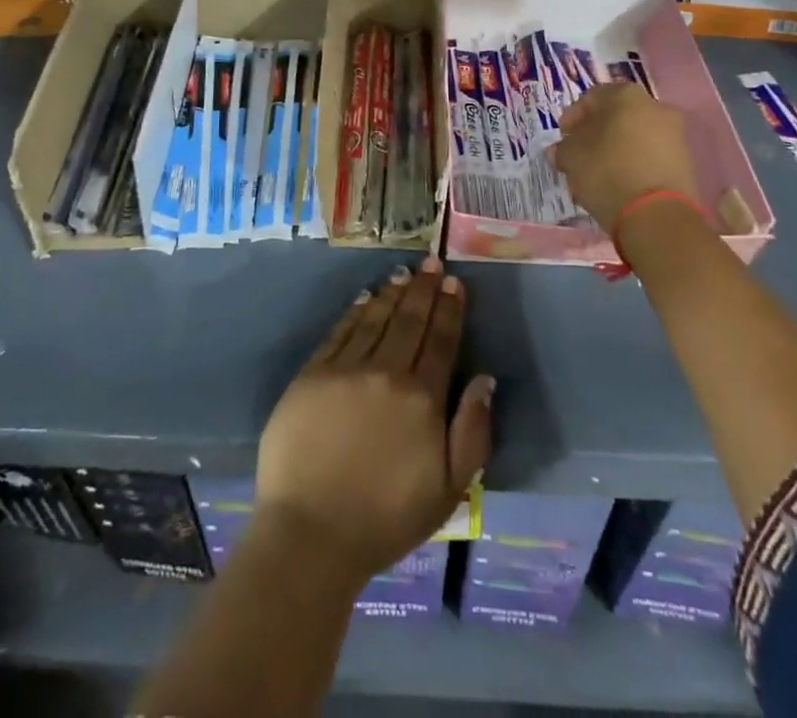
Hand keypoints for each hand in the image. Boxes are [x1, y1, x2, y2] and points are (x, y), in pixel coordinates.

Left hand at [255, 256, 493, 586]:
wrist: (311, 533)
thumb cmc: (386, 519)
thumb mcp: (449, 490)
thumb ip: (472, 431)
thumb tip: (485, 379)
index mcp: (422, 398)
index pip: (440, 341)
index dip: (449, 309)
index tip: (454, 283)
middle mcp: (385, 372)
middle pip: (409, 321)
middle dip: (424, 290)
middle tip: (432, 263)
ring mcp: (345, 369)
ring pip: (375, 319)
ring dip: (392, 293)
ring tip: (403, 273)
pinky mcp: (311, 374)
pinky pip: (339, 332)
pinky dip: (355, 312)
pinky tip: (365, 298)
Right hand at [551, 82, 700, 229]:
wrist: (658, 215)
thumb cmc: (608, 172)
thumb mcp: (571, 157)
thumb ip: (563, 148)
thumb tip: (560, 150)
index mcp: (626, 96)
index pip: (592, 97)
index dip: (573, 117)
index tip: (562, 137)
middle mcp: (655, 107)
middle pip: (616, 117)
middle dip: (595, 135)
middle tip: (578, 155)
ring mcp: (675, 135)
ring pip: (634, 138)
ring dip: (614, 151)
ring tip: (597, 175)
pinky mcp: (685, 163)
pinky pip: (650, 157)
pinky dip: (633, 166)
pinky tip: (618, 185)